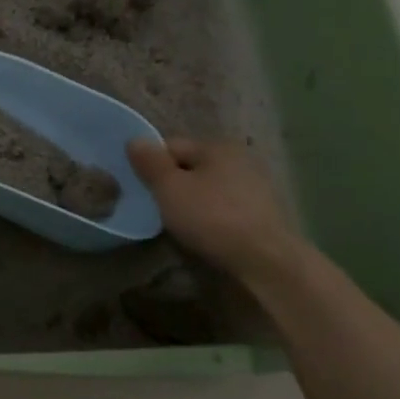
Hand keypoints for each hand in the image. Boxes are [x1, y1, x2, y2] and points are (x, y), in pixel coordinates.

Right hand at [127, 137, 297, 282]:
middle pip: (190, 166)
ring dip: (191, 200)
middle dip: (171, 183)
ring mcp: (255, 184)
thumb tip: (135, 140)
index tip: (141, 189)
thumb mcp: (169, 188)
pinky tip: (204, 231)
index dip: (151, 165)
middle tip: (156, 208)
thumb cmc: (211, 217)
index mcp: (216, 146)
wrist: (264, 258)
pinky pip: (223, 205)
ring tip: (178, 222)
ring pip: (207, 186)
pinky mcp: (262, 210)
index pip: (170, 146)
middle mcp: (239, 158)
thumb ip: (150, 163)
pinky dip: (210, 214)